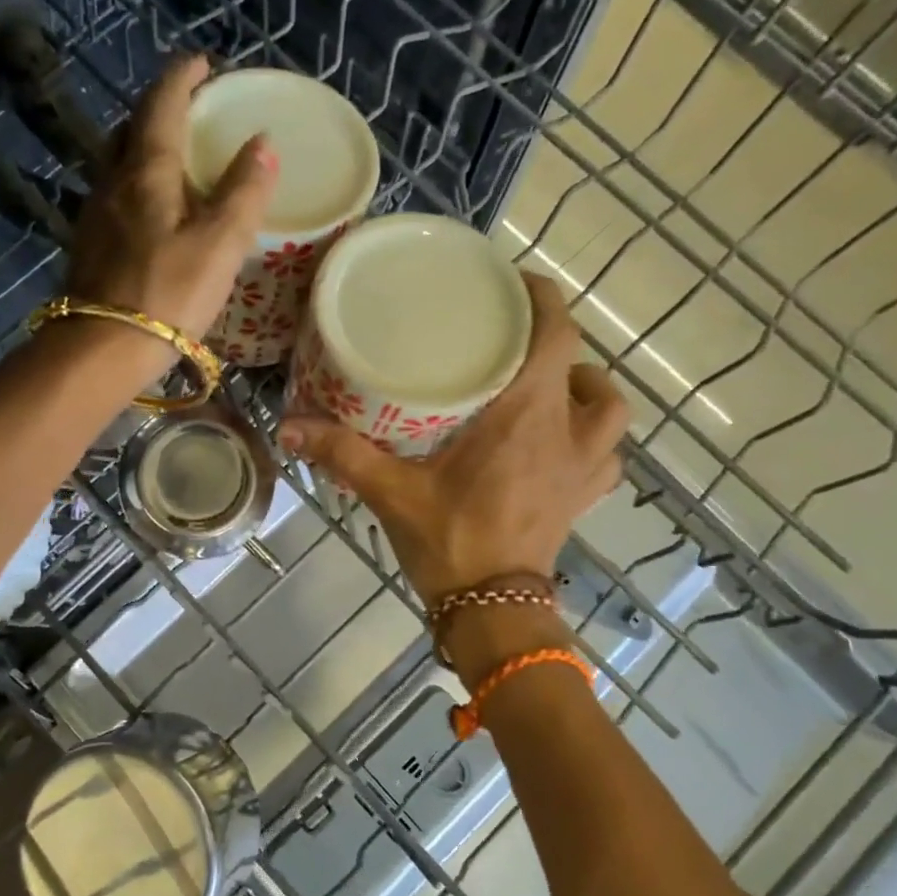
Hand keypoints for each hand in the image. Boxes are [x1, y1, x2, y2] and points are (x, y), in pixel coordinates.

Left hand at [66, 54, 277, 358]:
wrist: (100, 349)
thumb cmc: (167, 294)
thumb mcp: (219, 244)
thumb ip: (243, 193)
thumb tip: (262, 143)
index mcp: (146, 171)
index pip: (162, 104)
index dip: (182, 77)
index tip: (203, 63)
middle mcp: (112, 182)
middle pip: (131, 129)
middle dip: (160, 109)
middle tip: (190, 112)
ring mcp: (95, 215)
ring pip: (118, 164)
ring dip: (144, 148)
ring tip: (175, 160)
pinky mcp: (90, 247)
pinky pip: (115, 198)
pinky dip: (137, 187)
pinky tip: (153, 212)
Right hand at [277, 273, 629, 603]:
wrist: (493, 611)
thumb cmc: (451, 542)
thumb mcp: (392, 492)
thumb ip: (344, 453)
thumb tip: (288, 427)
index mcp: (528, 415)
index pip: (556, 335)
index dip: (544, 300)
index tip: (515, 285)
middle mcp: (567, 432)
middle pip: (583, 365)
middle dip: (555, 343)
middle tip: (514, 342)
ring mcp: (583, 469)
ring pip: (608, 410)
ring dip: (585, 390)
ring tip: (548, 388)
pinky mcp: (582, 499)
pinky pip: (605, 456)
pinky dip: (591, 439)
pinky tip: (560, 443)